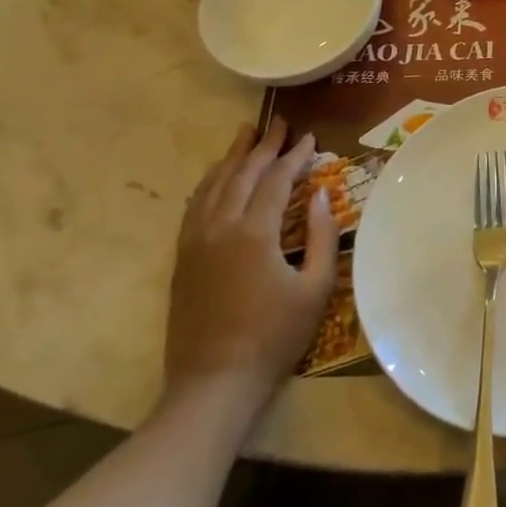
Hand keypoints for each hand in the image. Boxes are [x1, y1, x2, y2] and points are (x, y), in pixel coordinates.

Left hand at [164, 119, 340, 408]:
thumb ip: (322, 236)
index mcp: (254, 233)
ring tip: (245, 133)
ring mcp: (195, 243)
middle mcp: (220, 228)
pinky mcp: (182, 259)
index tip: (310, 138)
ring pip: (212, 185)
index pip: (276, 180)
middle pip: (241, 174)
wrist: (214, 384)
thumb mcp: (315, 288)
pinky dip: (208, 184)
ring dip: (231, 157)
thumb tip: (321, 195)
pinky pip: (194, 207)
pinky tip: (215, 177)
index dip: (295, 156)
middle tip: (279, 122)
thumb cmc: (274, 337)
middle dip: (263, 146)